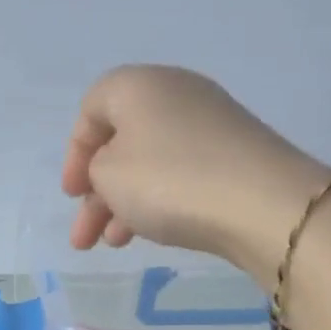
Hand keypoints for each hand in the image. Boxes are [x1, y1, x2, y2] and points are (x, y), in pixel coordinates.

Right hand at [62, 66, 330, 287]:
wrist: (259, 203)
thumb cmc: (169, 181)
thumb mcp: (109, 175)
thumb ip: (96, 169)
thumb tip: (113, 169)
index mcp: (140, 85)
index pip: (92, 106)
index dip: (75, 152)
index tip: (72, 193)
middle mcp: (175, 93)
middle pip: (120, 141)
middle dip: (95, 192)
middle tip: (83, 236)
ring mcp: (208, 124)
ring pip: (148, 164)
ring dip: (122, 205)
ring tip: (112, 244)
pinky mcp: (231, 155)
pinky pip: (178, 175)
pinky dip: (155, 202)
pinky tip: (147, 233)